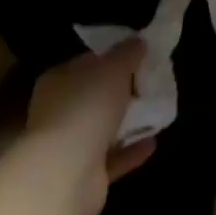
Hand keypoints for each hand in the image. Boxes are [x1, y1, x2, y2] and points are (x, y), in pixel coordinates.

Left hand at [25, 41, 156, 214]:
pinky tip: (153, 142)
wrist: (67, 172)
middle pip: (95, 95)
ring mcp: (69, 144)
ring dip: (128, 122)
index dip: (113, 58)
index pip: (87, 63)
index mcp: (58, 80)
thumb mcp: (112, 69)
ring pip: (103, 128)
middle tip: (152, 85)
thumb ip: (127, 53)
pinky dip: (131, 150)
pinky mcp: (84, 173)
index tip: (141, 57)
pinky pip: (112, 157)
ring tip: (157, 112)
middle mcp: (58, 111)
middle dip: (123, 91)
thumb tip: (139, 41)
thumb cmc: (86, 108)